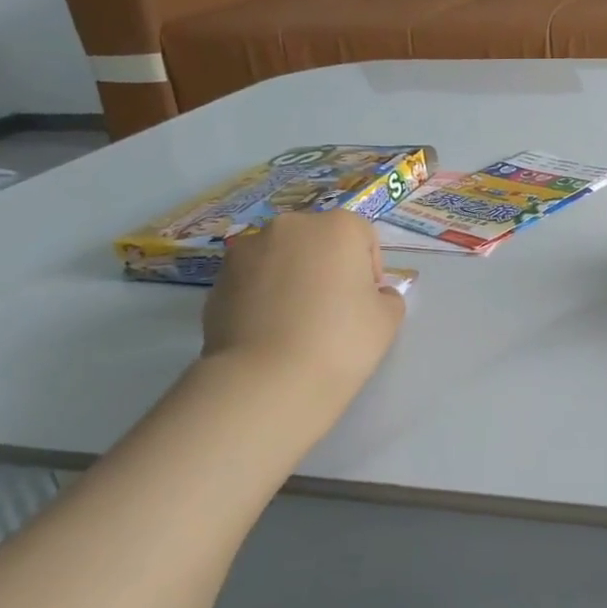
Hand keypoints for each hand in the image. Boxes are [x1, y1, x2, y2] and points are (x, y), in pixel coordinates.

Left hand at [200, 211, 404, 399]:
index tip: (367, 301)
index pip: (363, 236)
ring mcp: (248, 250)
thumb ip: (386, 298)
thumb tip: (372, 296)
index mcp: (338, 227)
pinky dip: (263, 294)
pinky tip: (269, 329)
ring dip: (293, 276)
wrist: (267, 381)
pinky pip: (253, 278)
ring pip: (282, 256)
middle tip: (333, 307)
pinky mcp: (218, 279)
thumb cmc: (341, 341)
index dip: (370, 268)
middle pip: (319, 239)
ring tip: (295, 320)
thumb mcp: (388, 320)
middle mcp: (291, 226)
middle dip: (328, 265)